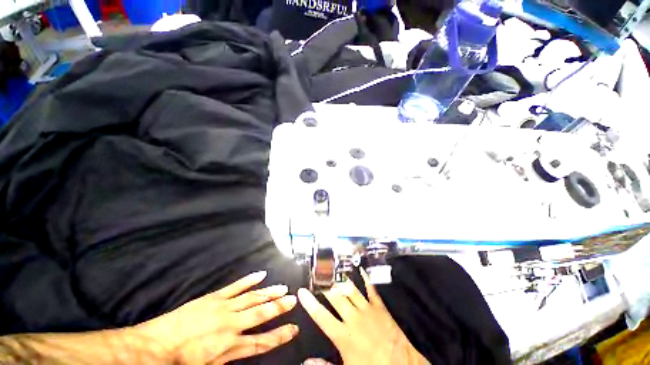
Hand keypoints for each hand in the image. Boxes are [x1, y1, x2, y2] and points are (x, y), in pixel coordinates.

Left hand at [135, 271, 297, 363]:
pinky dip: (249, 280)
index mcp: (230, 345)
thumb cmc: (183, 361)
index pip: (262, 341)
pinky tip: (261, 274)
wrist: (158, 344)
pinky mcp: (215, 297)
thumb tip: (248, 348)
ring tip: (282, 287)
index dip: (279, 335)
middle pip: (261, 314)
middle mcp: (231, 324)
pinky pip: (236, 286)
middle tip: (293, 299)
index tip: (294, 328)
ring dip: (269, 292)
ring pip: (252, 297)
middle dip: (279, 307)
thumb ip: (231, 356)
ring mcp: (224, 307)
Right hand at [297, 270, 428, 364]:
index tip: (302, 291)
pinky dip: (365, 278)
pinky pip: (371, 289)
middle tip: (316, 273)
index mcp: (344, 336)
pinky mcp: (379, 307)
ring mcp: (367, 310)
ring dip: (340, 279)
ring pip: (350, 290)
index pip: (321, 316)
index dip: (310, 303)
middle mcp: (353, 318)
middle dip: (324, 284)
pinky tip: (360, 269)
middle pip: (335, 297)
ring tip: (332, 268)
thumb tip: (306, 362)